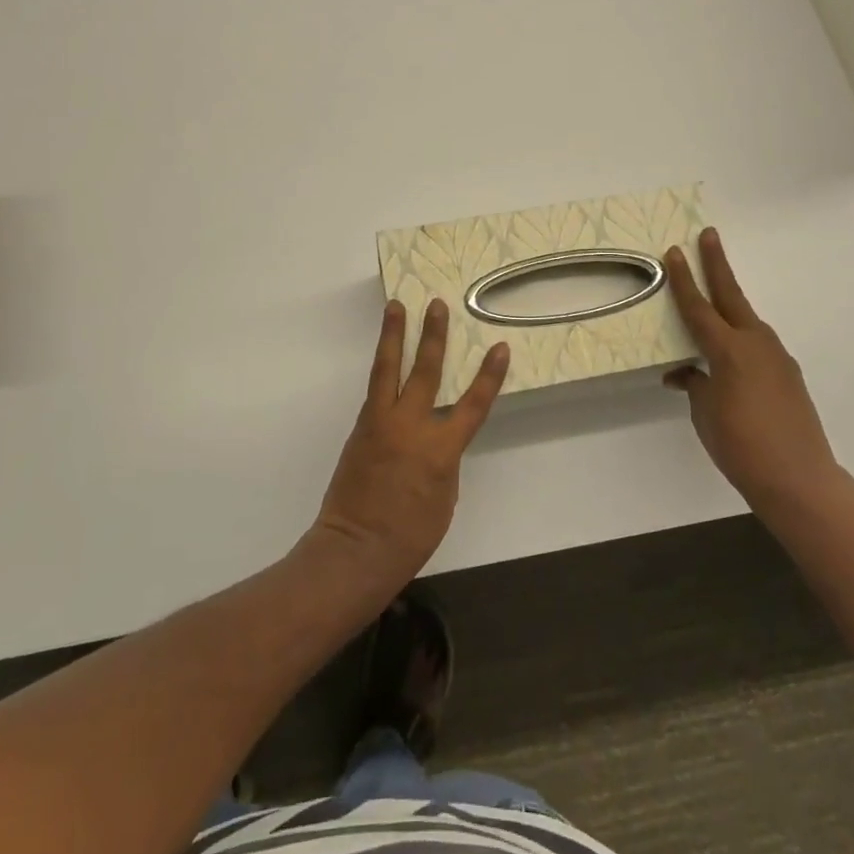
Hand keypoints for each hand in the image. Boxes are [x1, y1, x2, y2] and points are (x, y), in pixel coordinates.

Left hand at [314, 299, 508, 581]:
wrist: (354, 549)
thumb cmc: (410, 535)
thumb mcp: (444, 498)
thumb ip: (443, 460)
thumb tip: (435, 438)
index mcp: (441, 449)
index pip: (473, 405)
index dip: (489, 376)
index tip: (499, 347)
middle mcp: (411, 426)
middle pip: (426, 371)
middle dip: (434, 336)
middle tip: (437, 305)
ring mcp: (381, 423)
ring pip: (388, 368)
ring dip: (394, 335)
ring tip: (395, 307)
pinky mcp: (361, 427)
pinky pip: (375, 389)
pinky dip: (382, 367)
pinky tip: (386, 355)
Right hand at [664, 228, 841, 507]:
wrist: (799, 479)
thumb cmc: (740, 445)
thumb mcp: (704, 413)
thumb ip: (694, 384)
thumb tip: (686, 373)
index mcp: (728, 349)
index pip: (698, 306)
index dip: (684, 279)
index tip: (675, 251)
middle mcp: (755, 343)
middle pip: (731, 295)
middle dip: (718, 264)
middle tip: (708, 235)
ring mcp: (776, 357)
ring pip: (746, 320)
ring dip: (729, 304)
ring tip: (712, 298)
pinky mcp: (788, 375)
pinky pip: (757, 345)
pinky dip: (740, 339)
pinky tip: (730, 356)